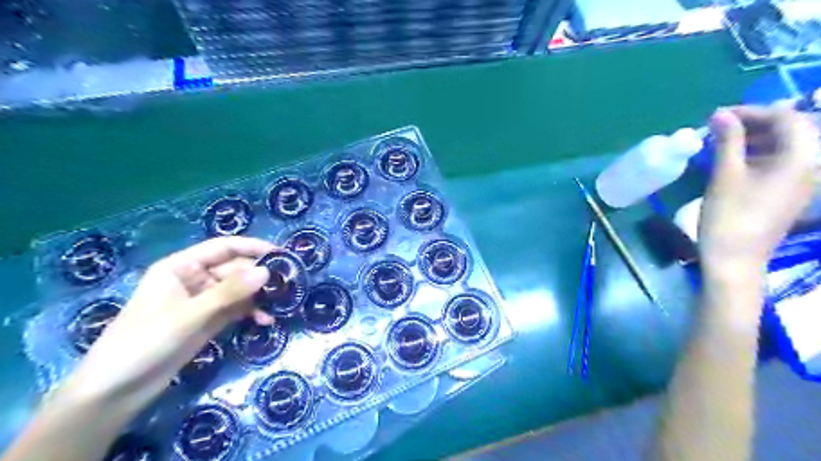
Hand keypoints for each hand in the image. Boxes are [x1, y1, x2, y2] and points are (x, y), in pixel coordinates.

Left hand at [59, 237, 274, 413]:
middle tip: (288, 285)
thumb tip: (267, 271)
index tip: (281, 254)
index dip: (252, 247)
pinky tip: (266, 321)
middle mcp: (194, 279)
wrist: (116, 391)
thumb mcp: (188, 315)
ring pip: (238, 290)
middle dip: (260, 276)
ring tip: (282, 303)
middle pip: (235, 269)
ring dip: (258, 296)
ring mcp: (203, 301)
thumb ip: (229, 293)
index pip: (223, 247)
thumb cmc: (144, 342)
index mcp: (181, 267)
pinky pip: (236, 309)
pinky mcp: (209, 321)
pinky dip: (251, 313)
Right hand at [699, 105, 820, 273]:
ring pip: (785, 145)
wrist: (735, 258)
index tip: (717, 116)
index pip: (785, 118)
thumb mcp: (725, 175)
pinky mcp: (790, 192)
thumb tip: (720, 114)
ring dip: (755, 138)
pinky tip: (734, 160)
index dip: (751, 111)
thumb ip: (727, 141)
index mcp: (800, 158)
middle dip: (755, 123)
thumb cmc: (729, 216)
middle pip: (791, 129)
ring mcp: (802, 180)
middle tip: (720, 127)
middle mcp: (810, 165)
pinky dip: (758, 154)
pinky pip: (781, 162)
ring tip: (723, 142)